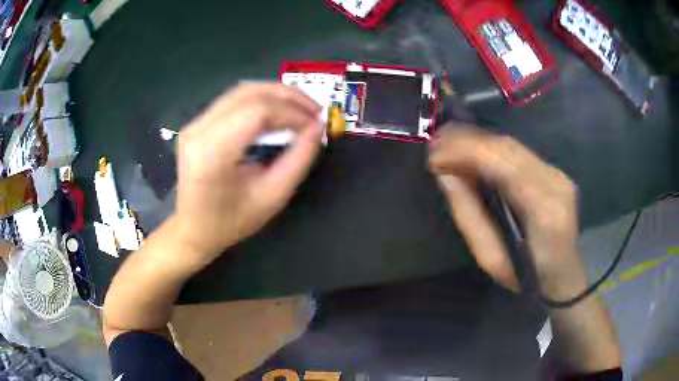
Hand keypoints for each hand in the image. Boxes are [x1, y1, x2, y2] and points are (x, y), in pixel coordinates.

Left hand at [172, 83, 322, 265]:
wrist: (193, 229)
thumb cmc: (231, 222)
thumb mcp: (272, 196)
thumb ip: (299, 159)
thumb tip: (317, 127)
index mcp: (212, 154)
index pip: (257, 113)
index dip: (292, 112)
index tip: (316, 124)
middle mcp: (198, 131)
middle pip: (249, 93)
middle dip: (288, 96)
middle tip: (315, 109)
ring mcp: (194, 124)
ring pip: (242, 91)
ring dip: (276, 94)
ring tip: (301, 108)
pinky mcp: (197, 123)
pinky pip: (234, 100)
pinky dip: (261, 100)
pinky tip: (278, 111)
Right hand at [429, 125, 587, 298]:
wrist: (562, 276)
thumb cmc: (525, 277)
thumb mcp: (489, 258)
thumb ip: (468, 214)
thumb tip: (445, 174)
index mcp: (542, 209)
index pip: (500, 163)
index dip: (463, 152)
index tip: (433, 158)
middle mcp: (554, 181)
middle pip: (506, 147)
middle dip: (466, 140)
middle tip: (435, 144)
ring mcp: (557, 173)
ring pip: (512, 145)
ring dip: (477, 140)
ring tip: (447, 144)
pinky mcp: (555, 171)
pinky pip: (519, 152)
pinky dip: (491, 148)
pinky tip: (473, 150)